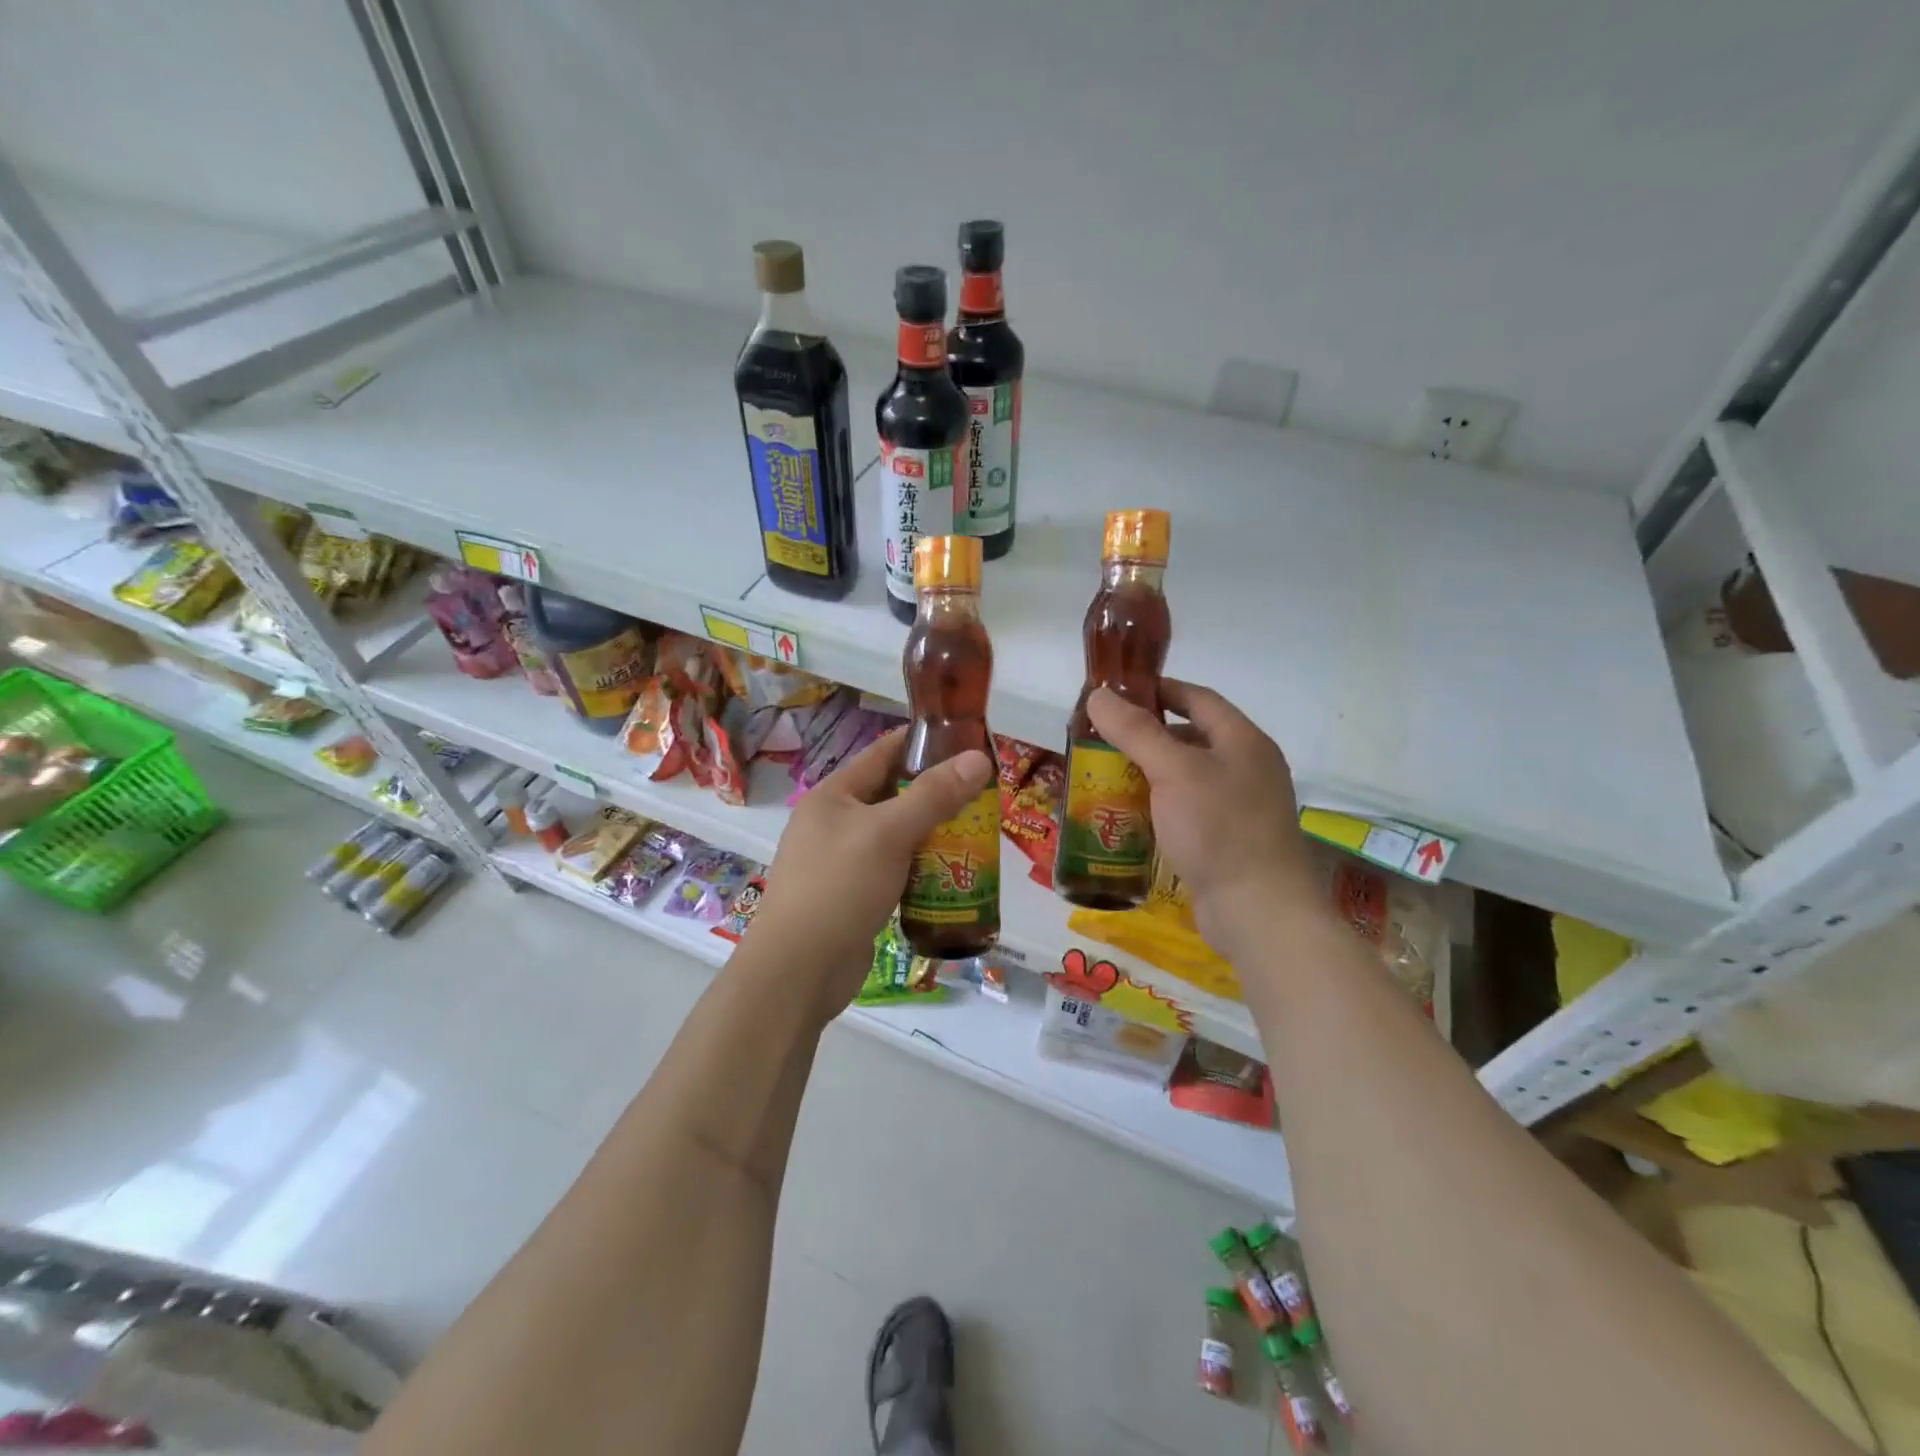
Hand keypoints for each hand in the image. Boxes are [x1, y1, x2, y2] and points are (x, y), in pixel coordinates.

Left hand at [745, 728, 993, 1019]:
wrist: (799, 970)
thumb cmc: (839, 887)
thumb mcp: (888, 833)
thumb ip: (934, 795)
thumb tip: (979, 758)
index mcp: (833, 796)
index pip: (882, 753)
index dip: (923, 743)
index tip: (967, 742)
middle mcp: (834, 822)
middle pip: (892, 795)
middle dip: (936, 794)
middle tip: (983, 793)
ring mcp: (841, 861)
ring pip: (895, 836)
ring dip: (931, 833)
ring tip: (977, 831)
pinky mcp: (852, 896)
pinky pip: (893, 870)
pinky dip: (920, 868)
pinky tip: (951, 874)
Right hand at [1087, 680, 1317, 953]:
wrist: (1258, 911)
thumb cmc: (1219, 828)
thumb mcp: (1173, 771)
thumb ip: (1135, 731)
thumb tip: (1097, 696)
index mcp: (1243, 741)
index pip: (1198, 698)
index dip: (1158, 690)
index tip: (1116, 694)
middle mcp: (1246, 768)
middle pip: (1190, 737)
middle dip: (1145, 735)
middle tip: (1101, 738)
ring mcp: (1239, 807)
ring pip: (1185, 777)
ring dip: (1148, 773)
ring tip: (1105, 775)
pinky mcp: (1226, 841)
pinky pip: (1186, 810)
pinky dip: (1158, 806)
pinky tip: (1128, 815)